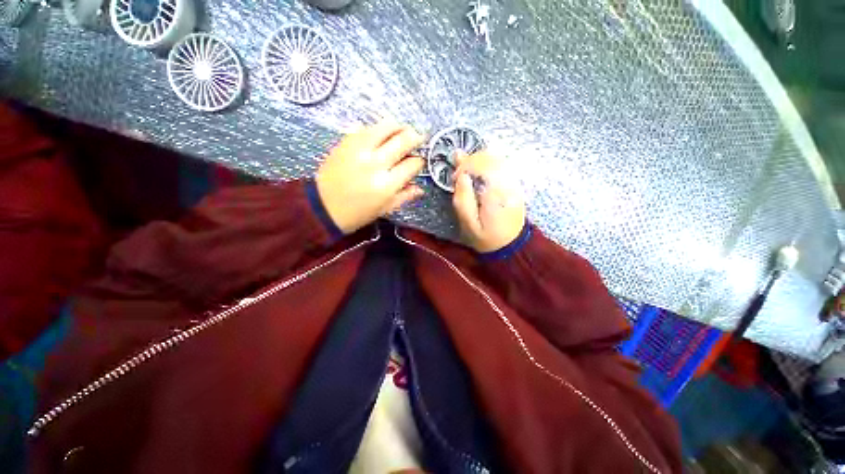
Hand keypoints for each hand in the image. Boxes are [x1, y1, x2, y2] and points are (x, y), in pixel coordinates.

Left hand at [316, 121, 425, 233]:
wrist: (323, 206)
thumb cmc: (357, 213)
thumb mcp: (385, 209)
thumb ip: (405, 196)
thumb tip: (421, 188)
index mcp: (387, 184)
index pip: (412, 164)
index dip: (419, 161)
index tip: (419, 162)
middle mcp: (375, 163)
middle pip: (403, 140)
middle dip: (416, 137)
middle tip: (419, 138)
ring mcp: (359, 149)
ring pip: (386, 126)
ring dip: (399, 127)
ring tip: (403, 131)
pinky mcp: (346, 142)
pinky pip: (367, 127)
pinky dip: (379, 129)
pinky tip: (381, 135)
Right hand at [453, 151, 526, 252]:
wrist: (510, 245)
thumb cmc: (486, 237)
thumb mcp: (469, 224)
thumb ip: (463, 200)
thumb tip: (461, 176)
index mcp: (496, 194)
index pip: (481, 165)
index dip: (465, 166)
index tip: (455, 178)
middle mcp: (508, 183)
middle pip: (489, 157)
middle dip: (470, 161)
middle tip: (459, 174)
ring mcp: (514, 182)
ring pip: (496, 158)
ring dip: (478, 161)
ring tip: (466, 171)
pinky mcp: (514, 184)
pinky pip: (501, 165)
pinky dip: (487, 164)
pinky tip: (478, 172)